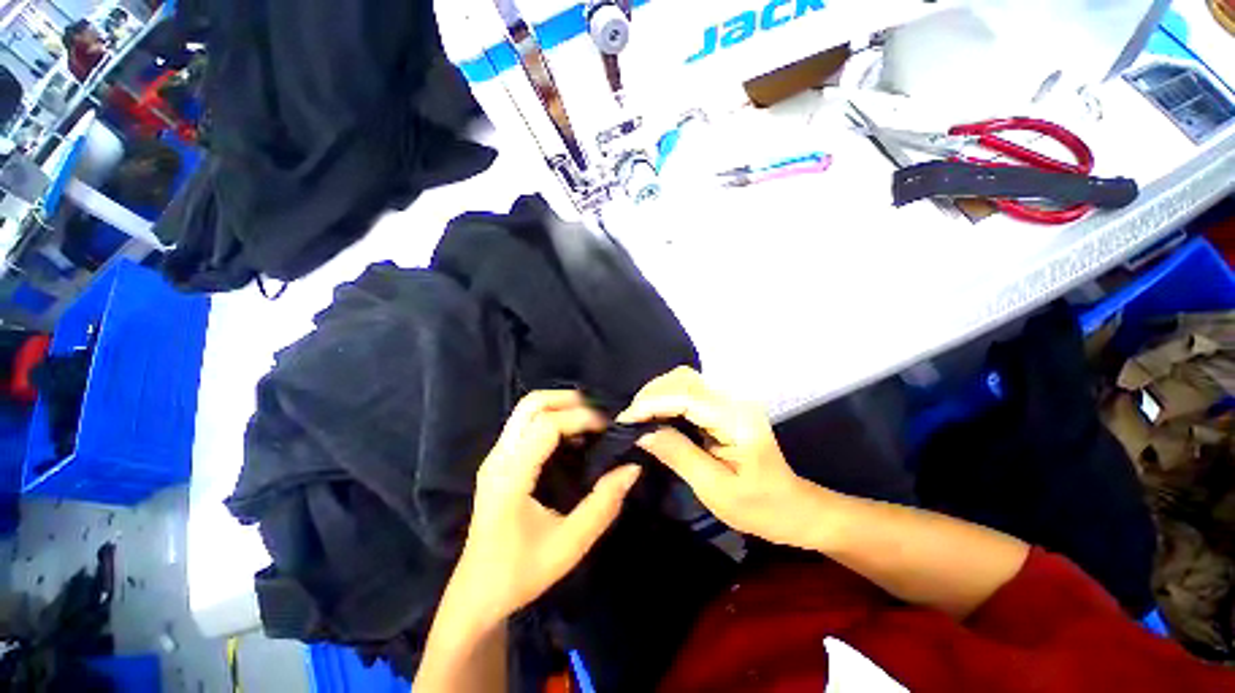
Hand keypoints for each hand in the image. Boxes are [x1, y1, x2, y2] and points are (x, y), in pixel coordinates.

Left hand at [454, 391, 641, 626]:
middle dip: (568, 399)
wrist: (477, 593)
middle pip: (531, 405)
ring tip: (590, 422)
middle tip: (598, 414)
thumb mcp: (570, 544)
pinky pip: (525, 424)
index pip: (547, 425)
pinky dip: (552, 418)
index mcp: (510, 477)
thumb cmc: (521, 572)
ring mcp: (495, 457)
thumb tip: (632, 468)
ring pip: (526, 410)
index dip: (581, 418)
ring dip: (560, 407)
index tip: (609, 427)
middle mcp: (499, 458)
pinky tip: (572, 437)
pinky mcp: (498, 462)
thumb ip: (604, 504)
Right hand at [618, 367, 809, 546]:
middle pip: (684, 379)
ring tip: (639, 417)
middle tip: (630, 420)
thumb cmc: (758, 506)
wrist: (792, 507)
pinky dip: (668, 399)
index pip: (686, 396)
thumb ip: (678, 455)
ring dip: (658, 394)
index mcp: (736, 420)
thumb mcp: (715, 489)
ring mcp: (731, 401)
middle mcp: (734, 401)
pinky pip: (690, 392)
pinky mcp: (725, 407)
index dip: (652, 403)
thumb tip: (643, 433)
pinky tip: (656, 415)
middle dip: (652, 394)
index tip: (626, 420)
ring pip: (685, 381)